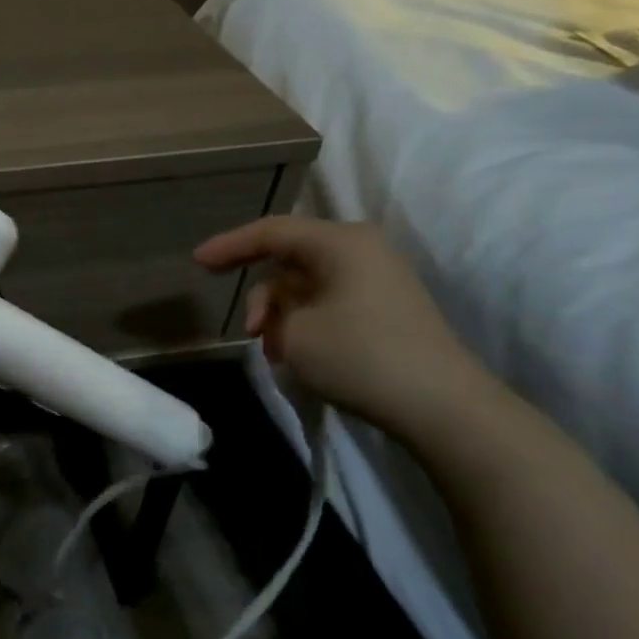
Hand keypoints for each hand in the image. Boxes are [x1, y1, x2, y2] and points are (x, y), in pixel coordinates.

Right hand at [193, 216, 484, 433]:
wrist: (441, 405)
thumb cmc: (360, 356)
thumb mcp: (293, 332)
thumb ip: (271, 310)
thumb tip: (279, 311)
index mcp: (340, 242)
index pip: (271, 232)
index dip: (229, 245)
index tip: (197, 262)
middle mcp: (361, 250)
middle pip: (289, 259)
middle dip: (261, 296)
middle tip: (246, 331)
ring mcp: (378, 278)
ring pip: (307, 285)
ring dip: (281, 314)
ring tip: (275, 353)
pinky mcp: (386, 306)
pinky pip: (329, 301)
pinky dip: (305, 322)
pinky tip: (298, 354)